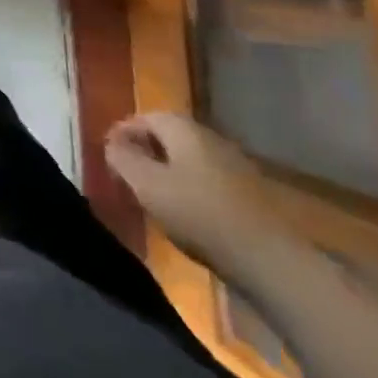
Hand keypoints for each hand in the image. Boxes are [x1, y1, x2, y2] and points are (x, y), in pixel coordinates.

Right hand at [103, 112, 286, 276]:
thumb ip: (123, 159)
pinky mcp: (248, 192)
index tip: (108, 155)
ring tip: (153, 195)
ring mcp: (233, 163)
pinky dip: (189, 186)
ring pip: (188, 157)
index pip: (143, 117)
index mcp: (182, 127)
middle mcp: (208, 135)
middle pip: (168, 135)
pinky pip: (207, 178)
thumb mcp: (148, 186)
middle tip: (128, 174)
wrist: (270, 259)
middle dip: (145, 150)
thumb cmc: (200, 215)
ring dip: (167, 169)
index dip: (123, 133)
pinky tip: (186, 211)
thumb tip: (112, 144)